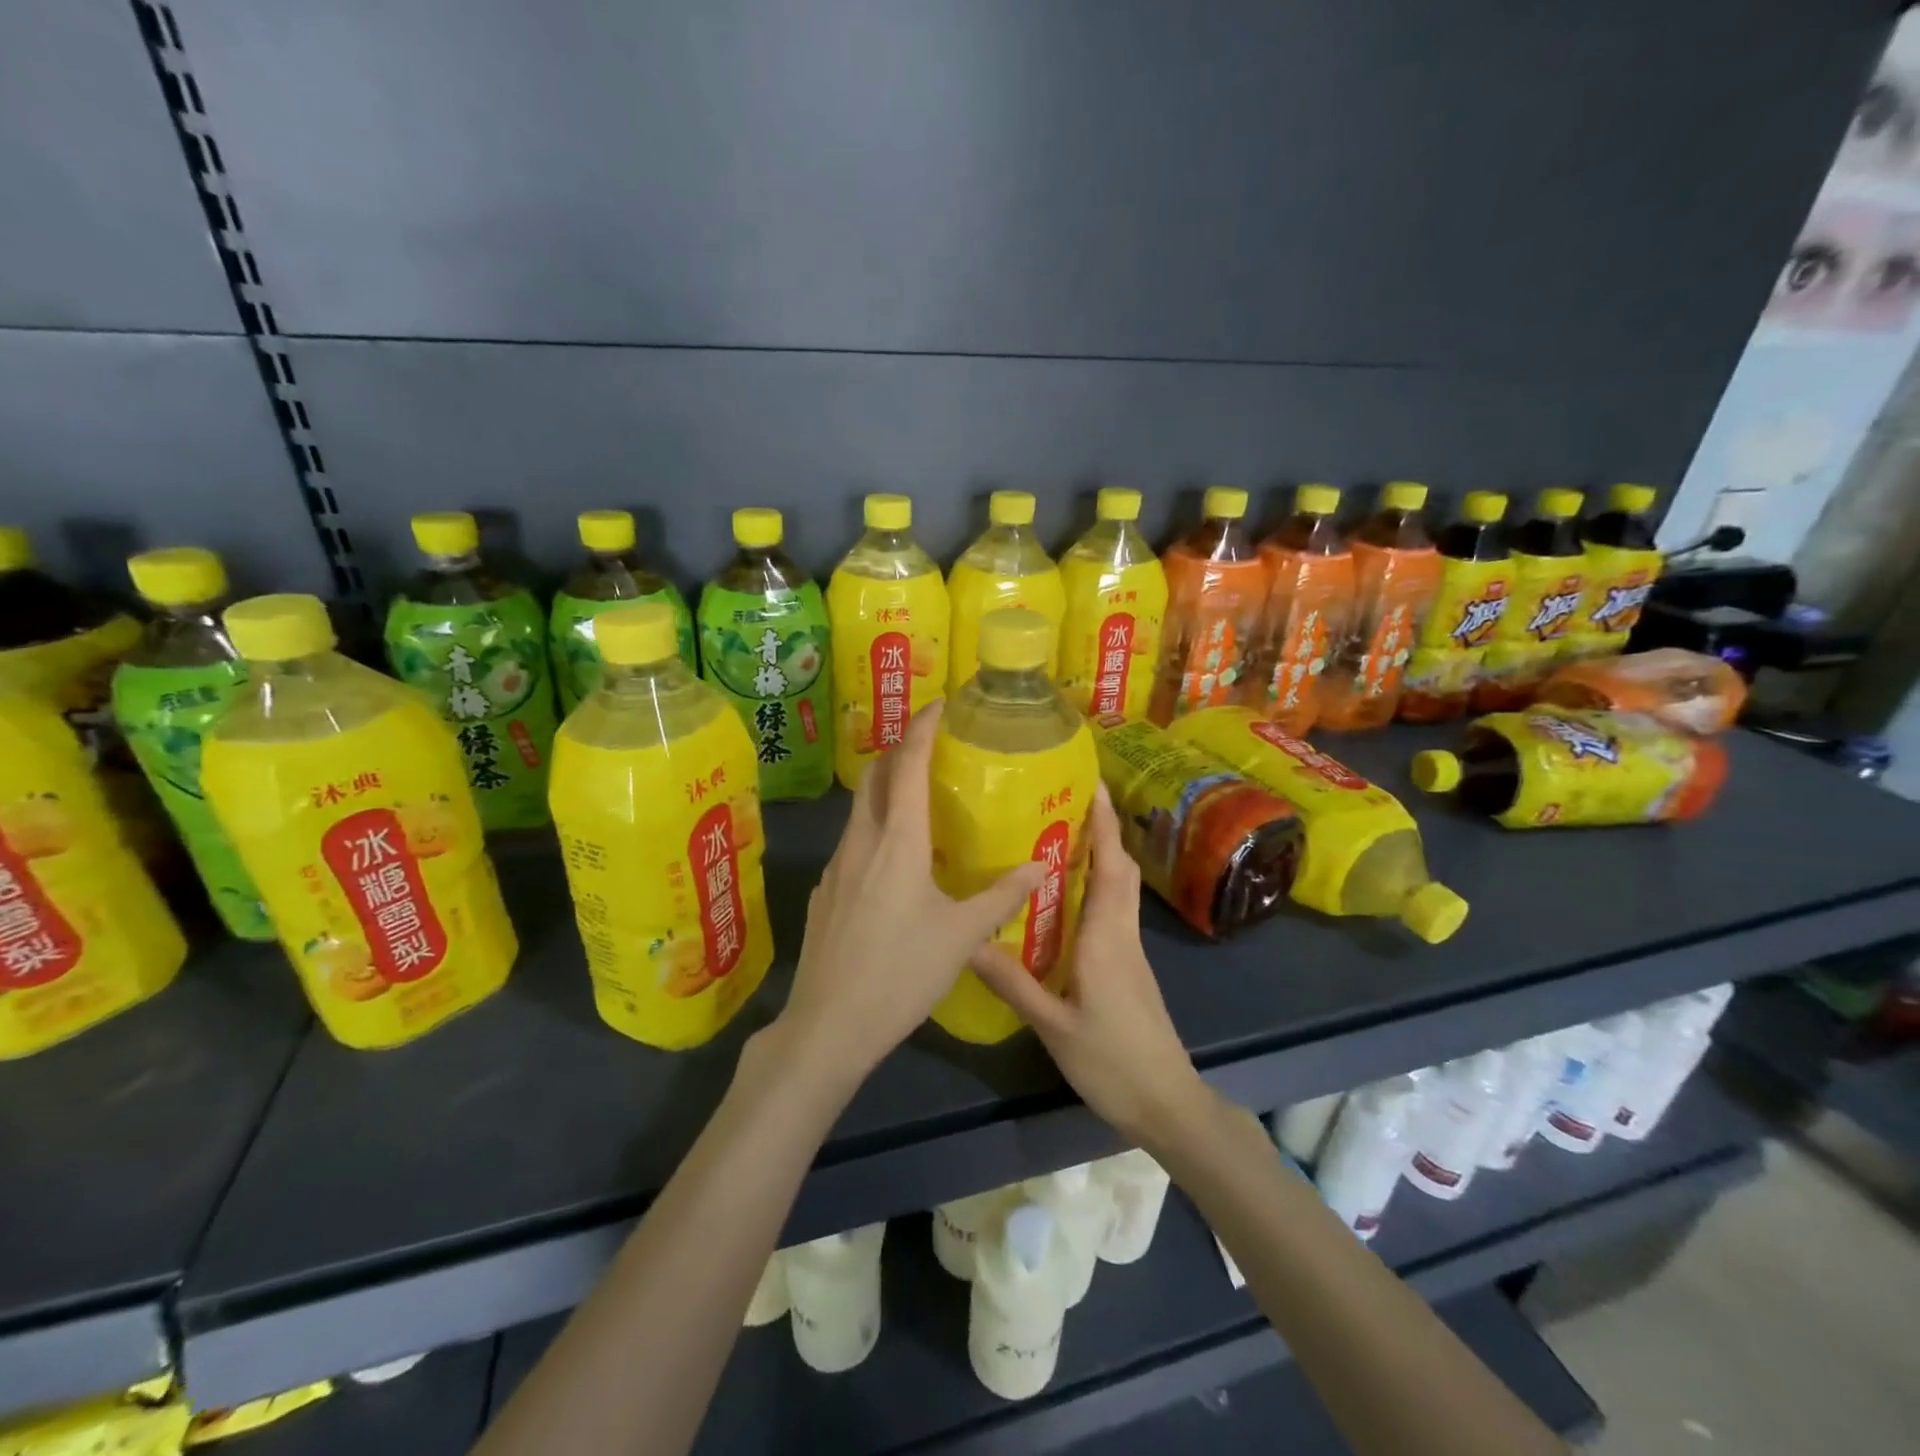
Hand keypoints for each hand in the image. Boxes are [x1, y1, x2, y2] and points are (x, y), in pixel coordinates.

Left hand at [773, 700, 1044, 1081]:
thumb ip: (1002, 896)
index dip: (922, 728)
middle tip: (931, 746)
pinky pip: (853, 842)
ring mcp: (836, 866)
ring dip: (886, 790)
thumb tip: (1041, 865)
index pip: (907, 765)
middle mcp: (861, 842)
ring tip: (918, 797)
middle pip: (876, 777)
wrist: (829, 1026)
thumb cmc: (901, 973)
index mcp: (897, 841)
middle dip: (900, 751)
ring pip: (861, 810)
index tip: (939, 704)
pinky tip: (893, 859)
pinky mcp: (826, 892)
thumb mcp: (962, 936)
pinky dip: (875, 828)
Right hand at [971, 781, 1208, 1146]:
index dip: (1105, 823)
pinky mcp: (1128, 967)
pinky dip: (1095, 888)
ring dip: (1100, 855)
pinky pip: (1112, 912)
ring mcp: (1129, 951)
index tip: (1092, 785)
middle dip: (1102, 830)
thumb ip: (1013, 982)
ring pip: (1119, 889)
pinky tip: (1064, 899)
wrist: (1166, 1104)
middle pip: (1120, 869)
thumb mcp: (1053, 1025)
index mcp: (1107, 938)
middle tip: (1065, 802)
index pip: (1111, 866)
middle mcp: (1122, 934)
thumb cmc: (1113, 1062)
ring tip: (1059, 836)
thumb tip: (968, 941)